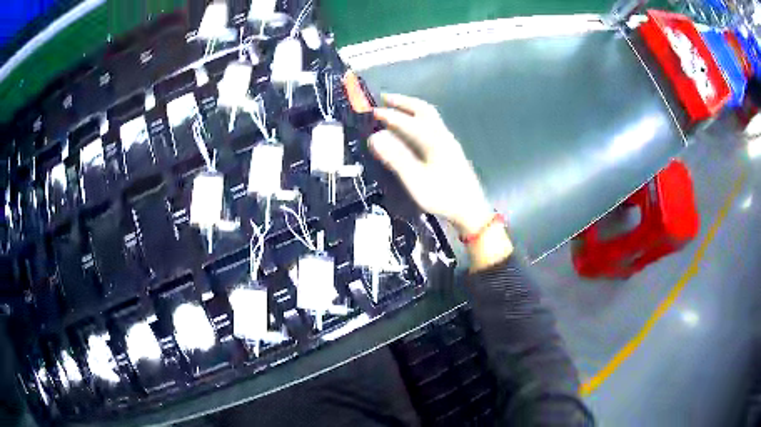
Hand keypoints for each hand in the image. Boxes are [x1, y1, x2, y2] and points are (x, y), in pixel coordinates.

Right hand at [369, 94, 512, 269]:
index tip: (372, 111)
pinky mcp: (450, 149)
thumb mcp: (416, 180)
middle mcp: (442, 135)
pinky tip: (411, 127)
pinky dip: (418, 118)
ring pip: (429, 116)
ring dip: (411, 108)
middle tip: (384, 98)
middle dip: (403, 102)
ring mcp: (448, 141)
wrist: (470, 209)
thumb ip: (396, 158)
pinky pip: (432, 125)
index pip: (408, 121)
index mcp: (434, 141)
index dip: (389, 115)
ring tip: (395, 108)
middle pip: (423, 110)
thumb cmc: (443, 196)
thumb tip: (376, 137)